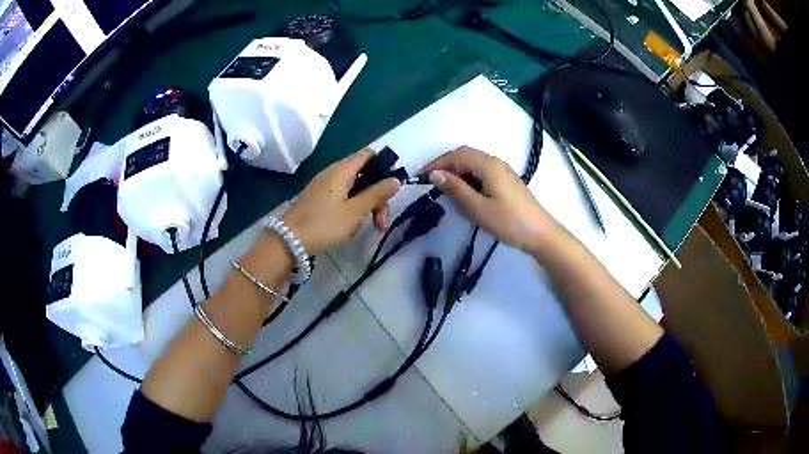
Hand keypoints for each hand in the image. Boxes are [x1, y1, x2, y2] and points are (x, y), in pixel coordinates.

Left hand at [282, 149, 401, 254]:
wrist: (289, 240)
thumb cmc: (324, 224)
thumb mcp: (355, 211)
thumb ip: (376, 194)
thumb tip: (396, 179)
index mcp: (342, 170)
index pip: (368, 155)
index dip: (384, 165)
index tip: (392, 187)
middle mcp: (333, 172)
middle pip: (364, 174)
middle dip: (377, 194)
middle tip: (382, 220)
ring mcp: (324, 185)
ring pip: (354, 187)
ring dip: (366, 204)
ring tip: (371, 227)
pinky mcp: (319, 198)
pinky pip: (342, 195)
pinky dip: (353, 206)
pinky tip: (353, 225)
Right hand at [426, 147, 549, 252]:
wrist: (539, 233)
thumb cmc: (508, 222)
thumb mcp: (477, 208)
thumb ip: (455, 188)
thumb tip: (435, 174)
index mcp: (488, 165)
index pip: (457, 155)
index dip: (437, 163)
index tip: (421, 177)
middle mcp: (495, 162)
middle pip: (465, 156)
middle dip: (446, 166)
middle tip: (431, 183)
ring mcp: (502, 171)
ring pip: (473, 164)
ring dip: (457, 172)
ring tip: (445, 190)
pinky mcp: (505, 180)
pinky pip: (482, 172)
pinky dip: (468, 178)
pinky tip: (465, 193)